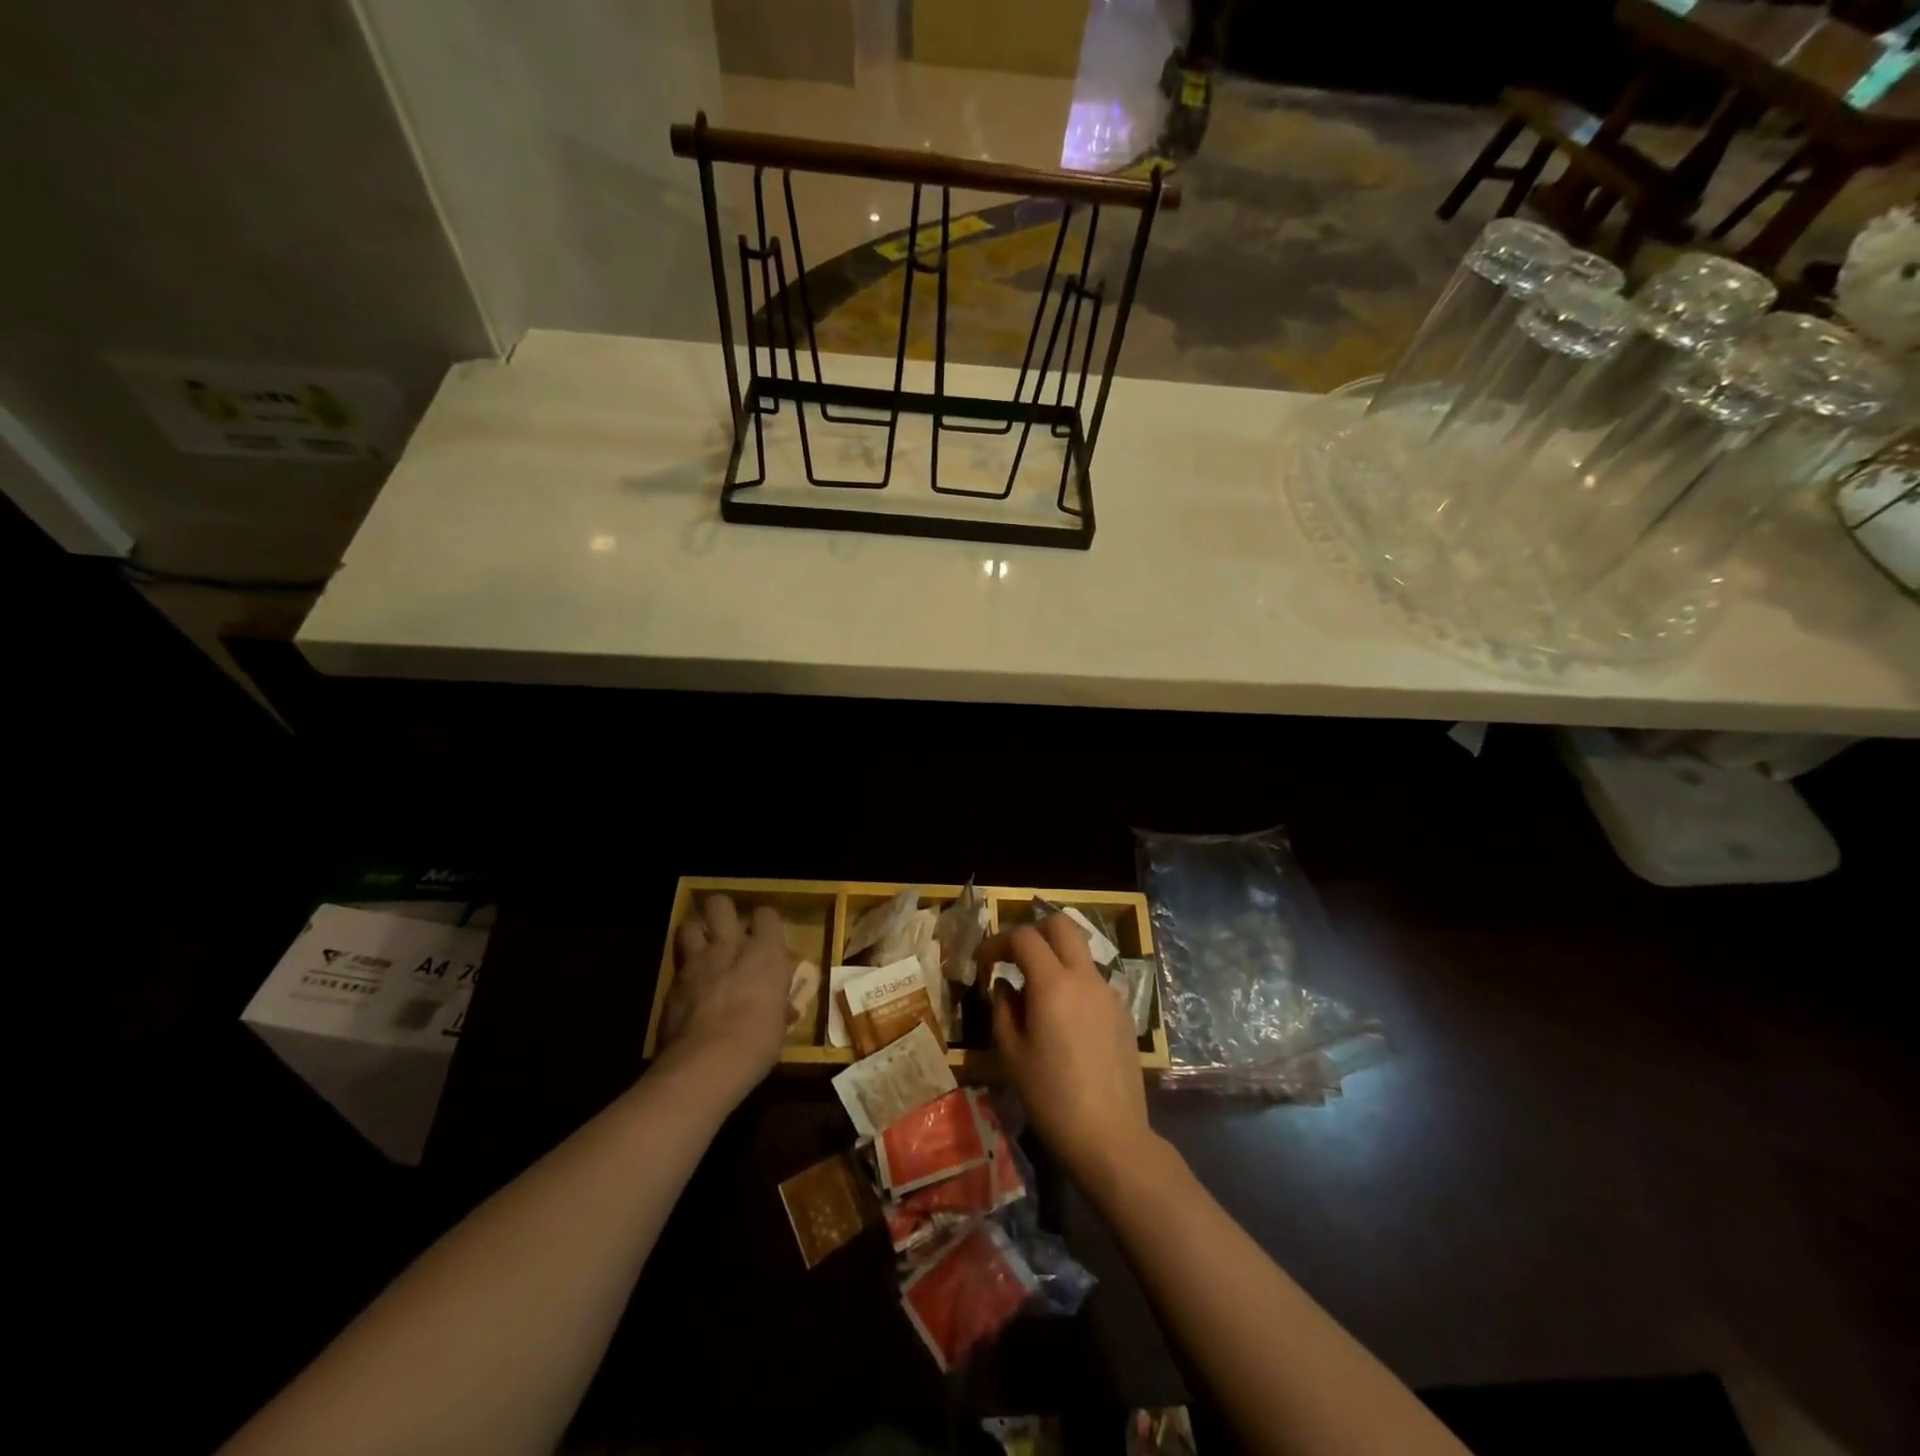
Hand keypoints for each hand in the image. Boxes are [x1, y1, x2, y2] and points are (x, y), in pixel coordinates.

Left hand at [661, 895, 794, 1100]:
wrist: (707, 1063)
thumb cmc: (758, 1042)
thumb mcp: (778, 1024)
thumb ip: (778, 1006)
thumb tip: (783, 1008)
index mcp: (766, 953)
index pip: (767, 914)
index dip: (764, 923)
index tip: (765, 937)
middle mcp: (731, 946)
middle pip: (720, 904)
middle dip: (722, 913)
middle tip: (727, 932)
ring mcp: (698, 962)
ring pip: (689, 925)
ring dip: (696, 934)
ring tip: (701, 949)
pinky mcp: (672, 983)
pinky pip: (676, 964)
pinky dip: (682, 971)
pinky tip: (687, 987)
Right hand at [978, 916, 1153, 1187]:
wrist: (1110, 1136)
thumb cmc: (1051, 1097)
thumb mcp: (1011, 1054)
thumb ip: (1003, 1008)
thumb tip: (1005, 985)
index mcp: (1053, 983)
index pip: (1024, 937)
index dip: (998, 942)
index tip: (984, 962)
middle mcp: (1085, 977)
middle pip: (1062, 925)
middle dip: (1034, 931)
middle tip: (1014, 956)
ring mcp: (1109, 993)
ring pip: (1081, 952)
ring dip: (1056, 957)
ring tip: (1036, 993)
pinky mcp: (1123, 1013)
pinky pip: (1093, 980)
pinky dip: (1073, 982)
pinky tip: (1063, 1019)